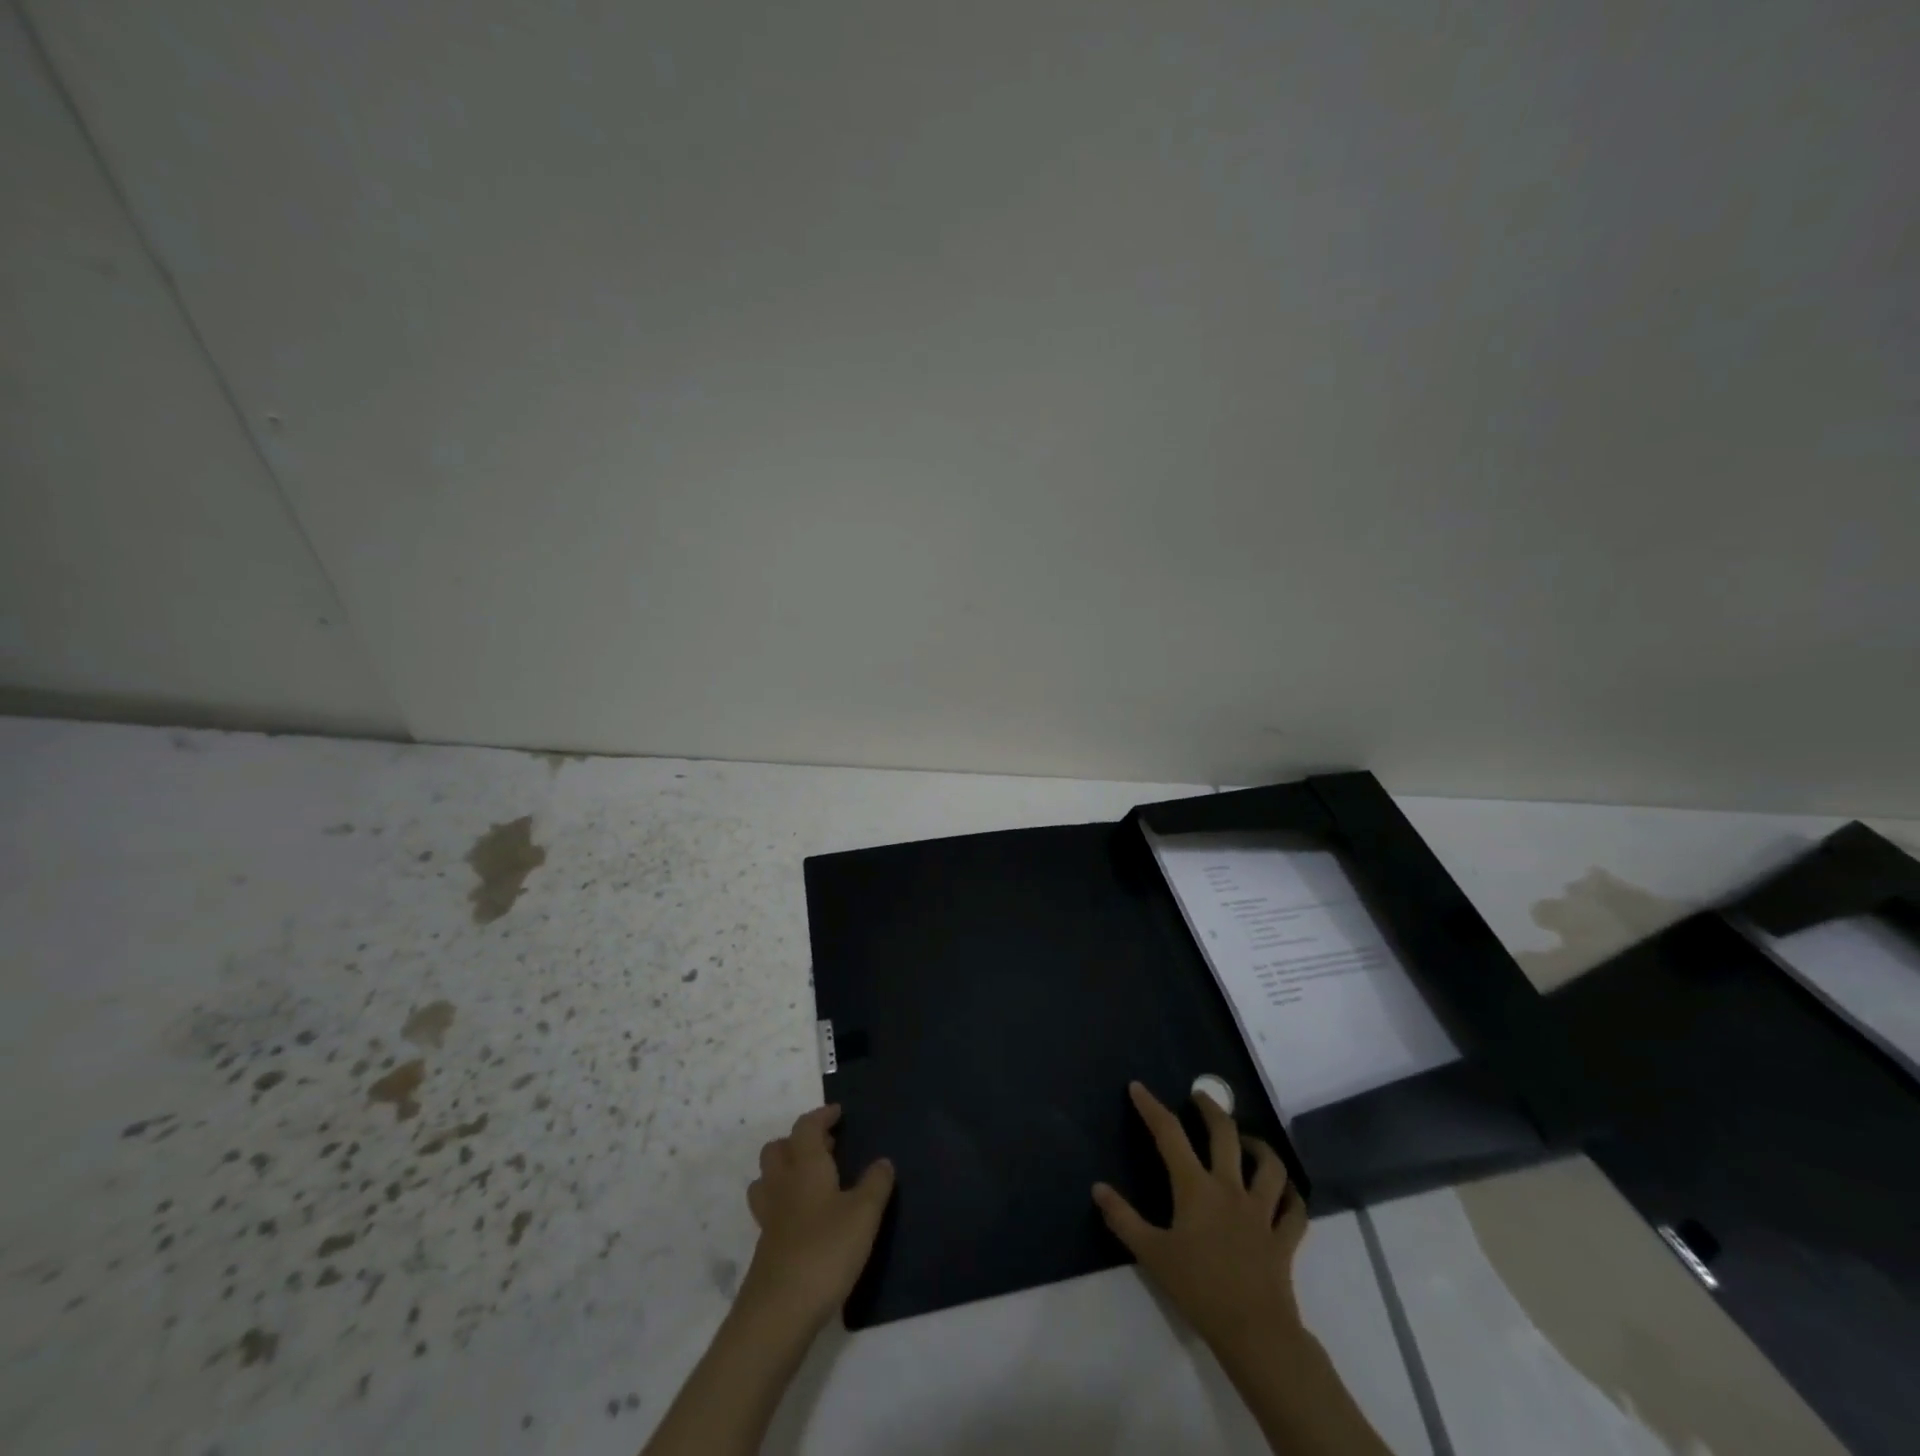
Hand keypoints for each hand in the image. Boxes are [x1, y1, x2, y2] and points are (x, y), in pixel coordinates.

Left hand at [738, 1104, 893, 1333]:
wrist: (779, 1311)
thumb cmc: (825, 1250)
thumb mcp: (864, 1215)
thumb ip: (875, 1184)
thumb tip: (883, 1161)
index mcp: (805, 1166)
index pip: (806, 1127)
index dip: (821, 1116)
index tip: (838, 1114)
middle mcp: (782, 1183)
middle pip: (778, 1148)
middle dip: (798, 1141)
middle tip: (826, 1148)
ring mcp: (769, 1216)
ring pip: (767, 1178)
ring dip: (785, 1170)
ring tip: (812, 1180)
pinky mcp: (765, 1246)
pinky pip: (770, 1208)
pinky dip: (785, 1202)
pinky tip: (806, 1219)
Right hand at [1093, 1081, 1308, 1358]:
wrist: (1253, 1332)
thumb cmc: (1198, 1289)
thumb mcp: (1151, 1254)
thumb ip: (1123, 1218)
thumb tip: (1098, 1188)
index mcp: (1196, 1188)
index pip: (1169, 1134)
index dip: (1152, 1107)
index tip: (1138, 1088)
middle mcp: (1230, 1188)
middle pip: (1225, 1135)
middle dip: (1211, 1109)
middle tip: (1199, 1096)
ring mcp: (1261, 1212)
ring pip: (1270, 1167)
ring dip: (1260, 1147)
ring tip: (1247, 1141)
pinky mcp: (1284, 1239)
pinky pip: (1295, 1211)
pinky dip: (1291, 1197)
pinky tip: (1285, 1193)